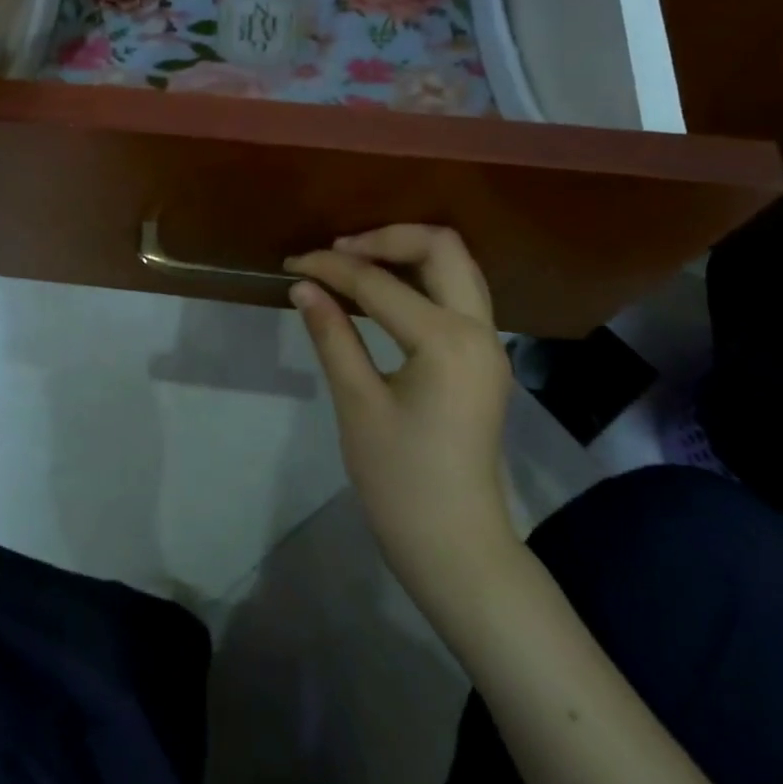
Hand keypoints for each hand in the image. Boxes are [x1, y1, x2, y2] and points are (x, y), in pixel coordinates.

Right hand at [287, 226, 519, 616]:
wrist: (456, 544)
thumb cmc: (400, 480)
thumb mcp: (357, 404)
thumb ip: (332, 335)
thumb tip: (303, 285)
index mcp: (447, 341)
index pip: (380, 284)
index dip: (331, 268)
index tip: (292, 263)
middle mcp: (480, 329)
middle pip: (442, 246)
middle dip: (385, 238)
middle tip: (336, 253)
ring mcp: (489, 342)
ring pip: (456, 265)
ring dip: (406, 252)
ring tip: (354, 264)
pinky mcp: (484, 357)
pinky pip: (457, 293)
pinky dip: (421, 278)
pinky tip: (383, 292)